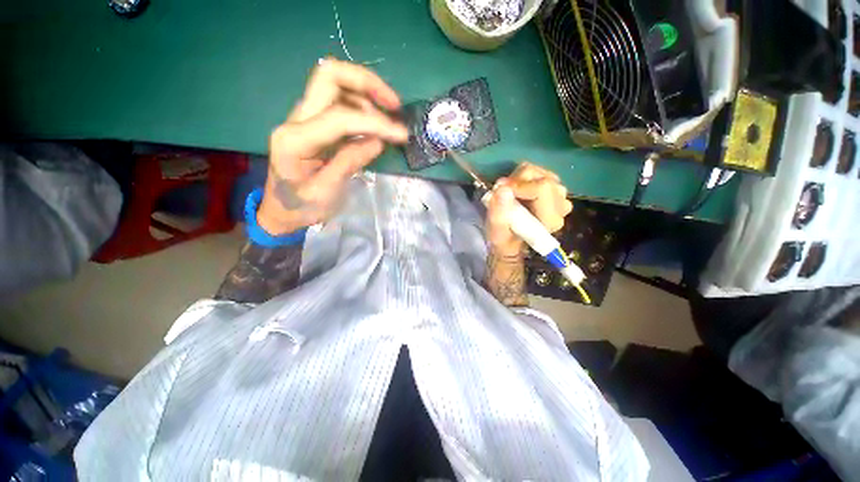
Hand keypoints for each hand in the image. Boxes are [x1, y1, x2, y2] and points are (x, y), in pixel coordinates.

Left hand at [257, 59, 407, 233]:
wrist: (281, 210)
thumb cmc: (302, 207)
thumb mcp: (327, 192)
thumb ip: (350, 162)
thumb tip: (378, 141)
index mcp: (295, 140)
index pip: (340, 117)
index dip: (375, 122)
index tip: (401, 134)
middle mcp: (296, 119)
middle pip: (329, 76)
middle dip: (366, 83)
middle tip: (394, 104)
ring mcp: (304, 118)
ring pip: (335, 84)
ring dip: (366, 93)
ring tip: (389, 118)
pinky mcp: (314, 123)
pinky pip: (339, 103)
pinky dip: (362, 106)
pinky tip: (376, 124)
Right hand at [485, 162, 572, 256]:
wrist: (511, 239)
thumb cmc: (504, 239)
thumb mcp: (496, 233)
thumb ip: (499, 214)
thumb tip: (502, 189)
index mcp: (551, 220)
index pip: (542, 189)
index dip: (519, 185)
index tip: (500, 190)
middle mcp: (561, 206)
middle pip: (541, 178)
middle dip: (517, 182)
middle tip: (501, 194)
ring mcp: (560, 195)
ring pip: (538, 172)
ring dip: (518, 180)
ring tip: (508, 196)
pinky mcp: (553, 186)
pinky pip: (537, 171)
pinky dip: (521, 178)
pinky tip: (516, 192)